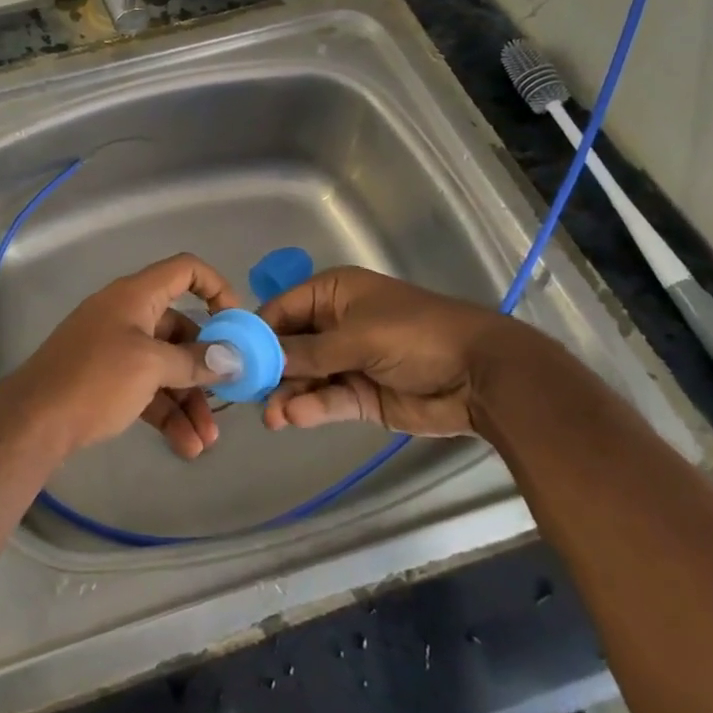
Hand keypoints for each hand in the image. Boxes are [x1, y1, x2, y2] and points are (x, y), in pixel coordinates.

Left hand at [0, 254, 239, 459]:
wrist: (34, 420)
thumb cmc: (95, 379)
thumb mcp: (150, 365)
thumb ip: (194, 360)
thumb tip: (233, 358)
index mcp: (136, 296)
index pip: (184, 270)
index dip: (216, 287)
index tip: (237, 323)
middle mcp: (127, 315)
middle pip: (180, 329)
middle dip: (206, 366)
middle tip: (228, 398)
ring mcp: (115, 348)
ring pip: (165, 366)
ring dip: (189, 401)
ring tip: (205, 442)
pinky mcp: (106, 380)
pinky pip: (147, 389)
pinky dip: (166, 413)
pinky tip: (184, 446)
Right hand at [257, 267, 543, 436]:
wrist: (482, 376)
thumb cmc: (415, 335)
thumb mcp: (357, 336)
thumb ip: (307, 351)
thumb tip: (259, 358)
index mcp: (332, 294)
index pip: (281, 309)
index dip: (256, 331)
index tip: (231, 355)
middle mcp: (333, 325)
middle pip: (288, 347)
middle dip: (269, 370)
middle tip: (247, 394)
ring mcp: (346, 362)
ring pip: (304, 378)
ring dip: (287, 394)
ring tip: (272, 416)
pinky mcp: (360, 396)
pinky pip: (326, 400)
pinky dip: (310, 408)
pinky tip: (294, 418)